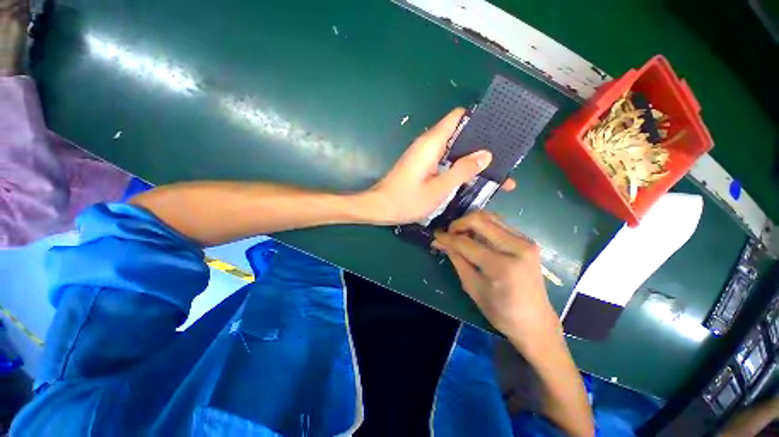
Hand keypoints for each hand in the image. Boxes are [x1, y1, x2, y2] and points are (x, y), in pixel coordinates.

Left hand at [362, 108, 514, 224]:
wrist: (379, 208)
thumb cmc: (406, 200)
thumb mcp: (438, 189)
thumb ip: (462, 171)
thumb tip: (486, 154)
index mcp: (431, 143)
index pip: (458, 117)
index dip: (479, 119)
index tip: (499, 129)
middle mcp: (428, 144)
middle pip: (459, 133)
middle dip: (480, 143)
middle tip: (504, 156)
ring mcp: (424, 155)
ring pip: (453, 149)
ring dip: (471, 157)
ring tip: (495, 169)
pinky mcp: (422, 166)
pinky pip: (445, 160)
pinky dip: (459, 166)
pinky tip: (472, 178)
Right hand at [433, 211, 560, 346]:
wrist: (535, 322)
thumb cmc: (501, 311)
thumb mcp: (472, 287)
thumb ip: (457, 260)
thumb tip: (440, 242)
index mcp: (502, 265)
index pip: (466, 242)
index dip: (447, 238)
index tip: (435, 236)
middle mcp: (517, 247)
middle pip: (480, 219)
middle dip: (459, 224)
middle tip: (449, 234)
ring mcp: (525, 241)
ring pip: (490, 217)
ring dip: (471, 222)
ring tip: (461, 235)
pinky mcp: (527, 240)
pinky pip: (499, 224)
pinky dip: (483, 226)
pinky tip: (475, 237)